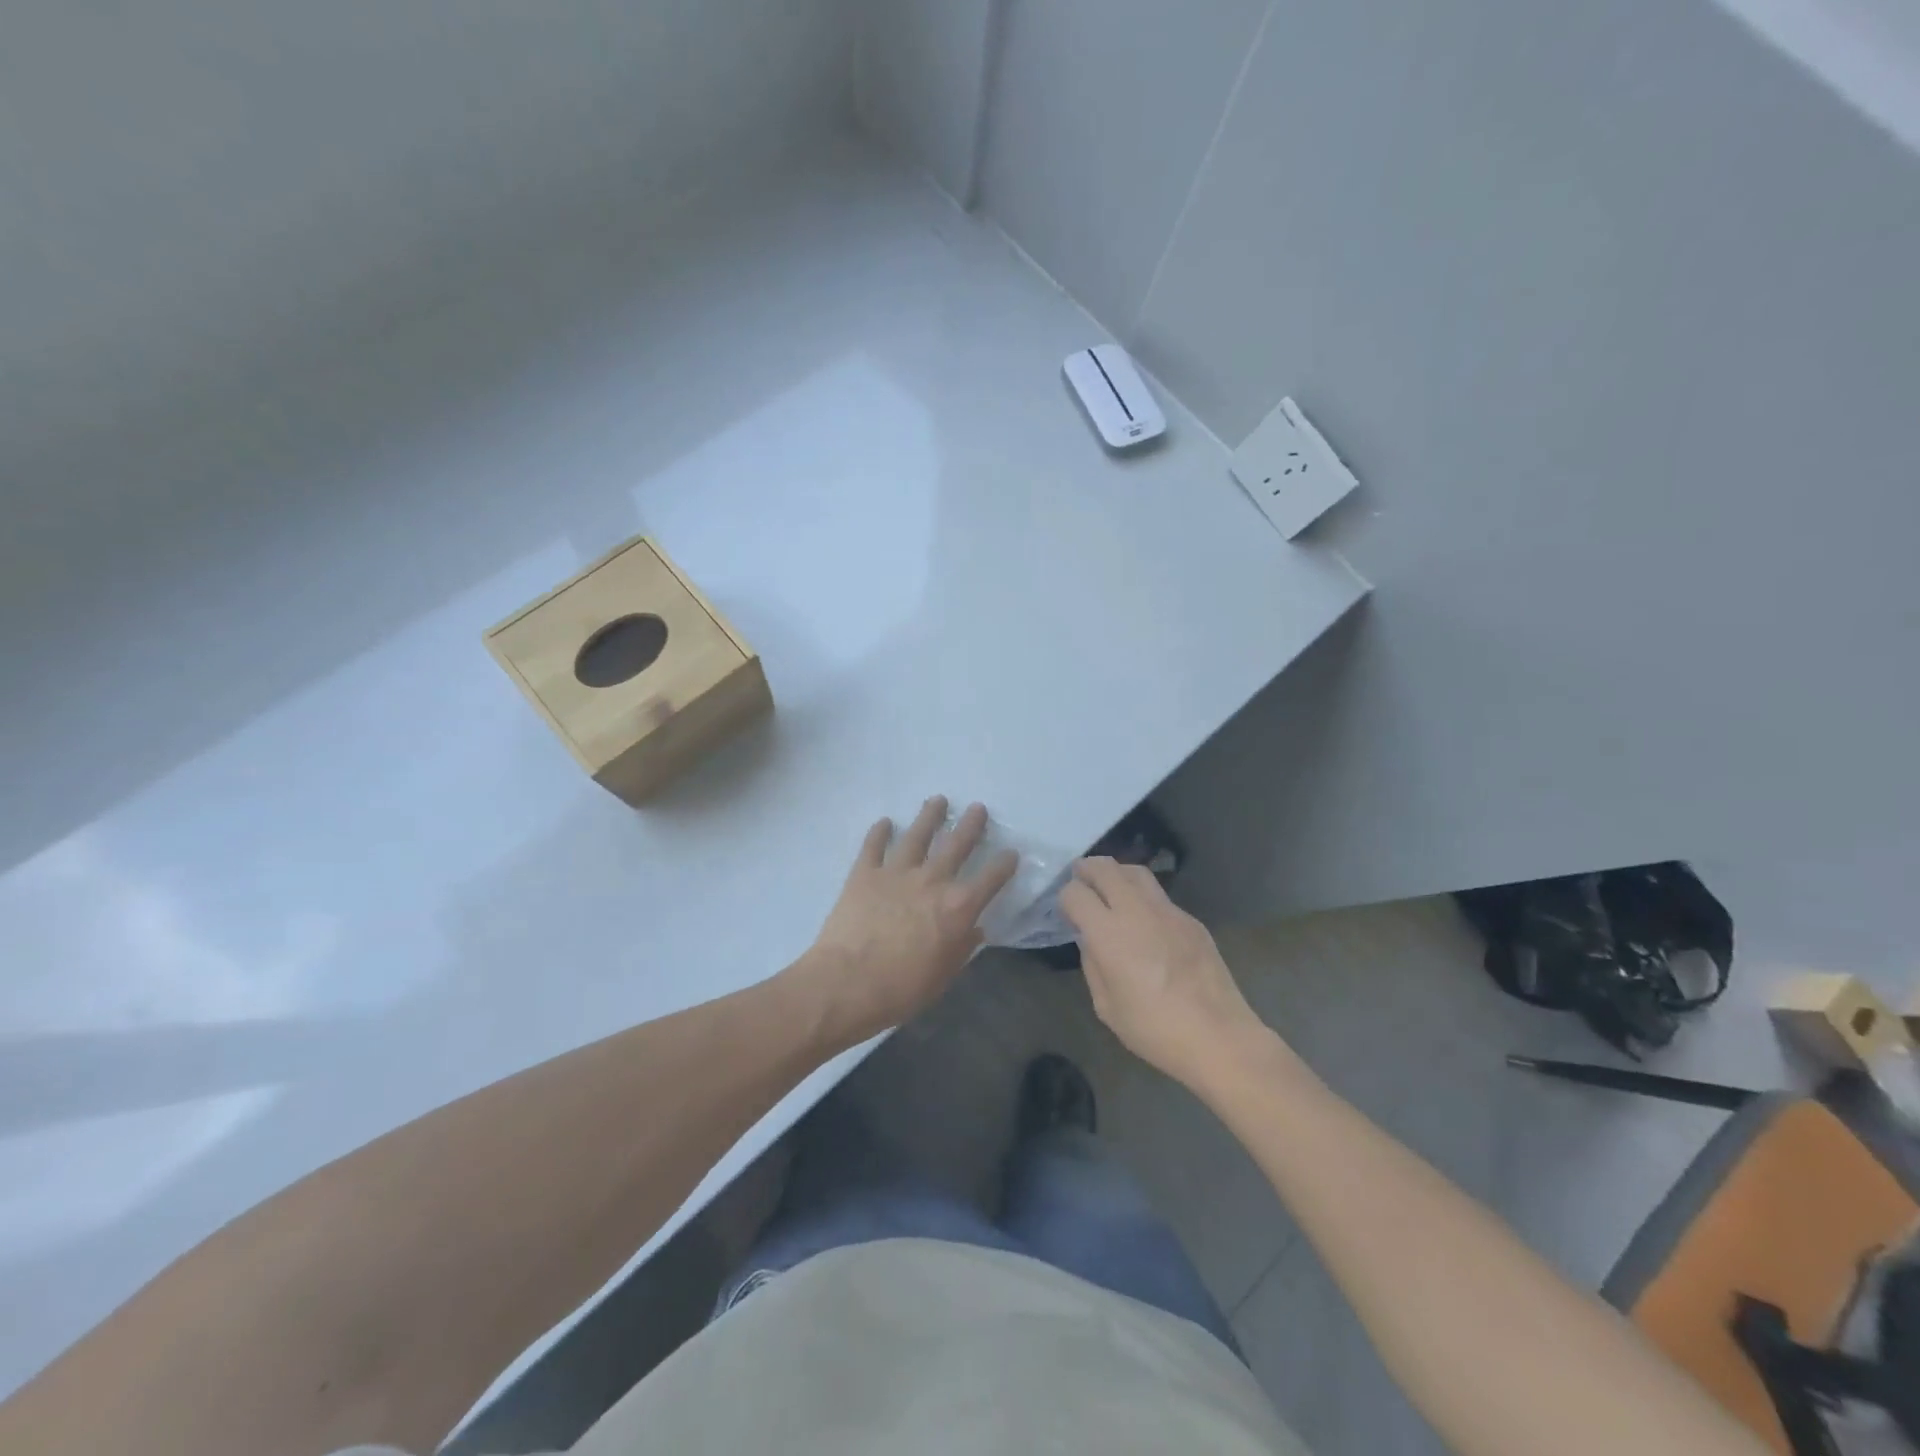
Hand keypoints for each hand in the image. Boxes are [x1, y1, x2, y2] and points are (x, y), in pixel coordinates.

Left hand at [794, 797, 1018, 1047]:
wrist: (846, 983)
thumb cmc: (901, 989)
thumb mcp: (944, 976)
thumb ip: (962, 948)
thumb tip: (975, 930)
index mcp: (958, 907)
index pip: (991, 878)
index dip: (1004, 864)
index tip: (1011, 853)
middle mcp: (932, 880)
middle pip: (957, 844)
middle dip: (971, 825)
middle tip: (978, 808)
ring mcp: (896, 872)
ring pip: (917, 835)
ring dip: (929, 816)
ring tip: (937, 800)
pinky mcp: (864, 873)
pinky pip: (874, 846)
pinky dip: (879, 832)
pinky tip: (884, 822)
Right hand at [1059, 857, 1265, 1087]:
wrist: (1218, 1036)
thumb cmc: (1154, 1029)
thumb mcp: (1106, 1006)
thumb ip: (1092, 965)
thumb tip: (1090, 941)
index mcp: (1109, 933)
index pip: (1076, 893)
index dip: (1066, 898)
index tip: (1067, 911)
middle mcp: (1136, 911)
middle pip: (1106, 868)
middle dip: (1087, 869)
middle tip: (1079, 876)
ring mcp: (1168, 911)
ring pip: (1136, 872)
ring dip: (1116, 873)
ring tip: (1109, 886)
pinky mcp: (1191, 920)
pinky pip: (1159, 896)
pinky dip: (1142, 896)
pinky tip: (1144, 919)